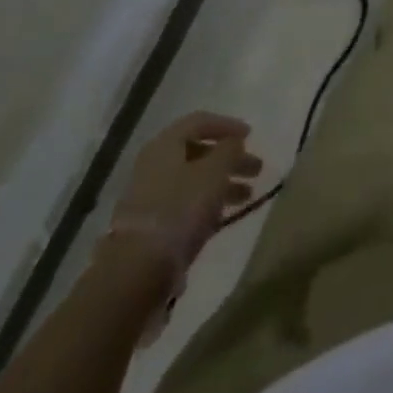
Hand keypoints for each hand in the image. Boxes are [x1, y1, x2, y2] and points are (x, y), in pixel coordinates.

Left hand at [100, 111, 261, 290]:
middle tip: (256, 170)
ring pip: (193, 180)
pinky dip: (207, 204)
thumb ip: (229, 151)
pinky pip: (185, 204)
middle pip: (198, 152)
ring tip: (247, 196)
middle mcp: (154, 165)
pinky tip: (224, 215)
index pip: (199, 122)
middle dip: (230, 159)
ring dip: (222, 183)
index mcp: (165, 145)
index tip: (250, 135)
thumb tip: (234, 142)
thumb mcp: (214, 172)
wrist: (137, 270)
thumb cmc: (180, 209)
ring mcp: (150, 196)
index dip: (227, 125)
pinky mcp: (151, 225)